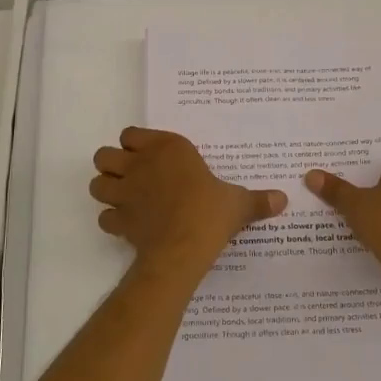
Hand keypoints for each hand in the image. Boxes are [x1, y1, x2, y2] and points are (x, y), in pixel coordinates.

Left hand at [91, 127, 286, 268]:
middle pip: (104, 156)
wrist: (184, 247)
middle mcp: (139, 165)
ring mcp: (124, 193)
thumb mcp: (238, 203)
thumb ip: (257, 200)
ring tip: (124, 199)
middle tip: (132, 178)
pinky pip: (105, 217)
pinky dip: (112, 220)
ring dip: (106, 190)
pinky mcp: (119, 220)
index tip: (150, 157)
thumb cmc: (211, 213)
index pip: (131, 134)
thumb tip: (283, 199)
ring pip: (97, 184)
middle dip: (112, 165)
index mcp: (167, 148)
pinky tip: (127, 226)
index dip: (136, 145)